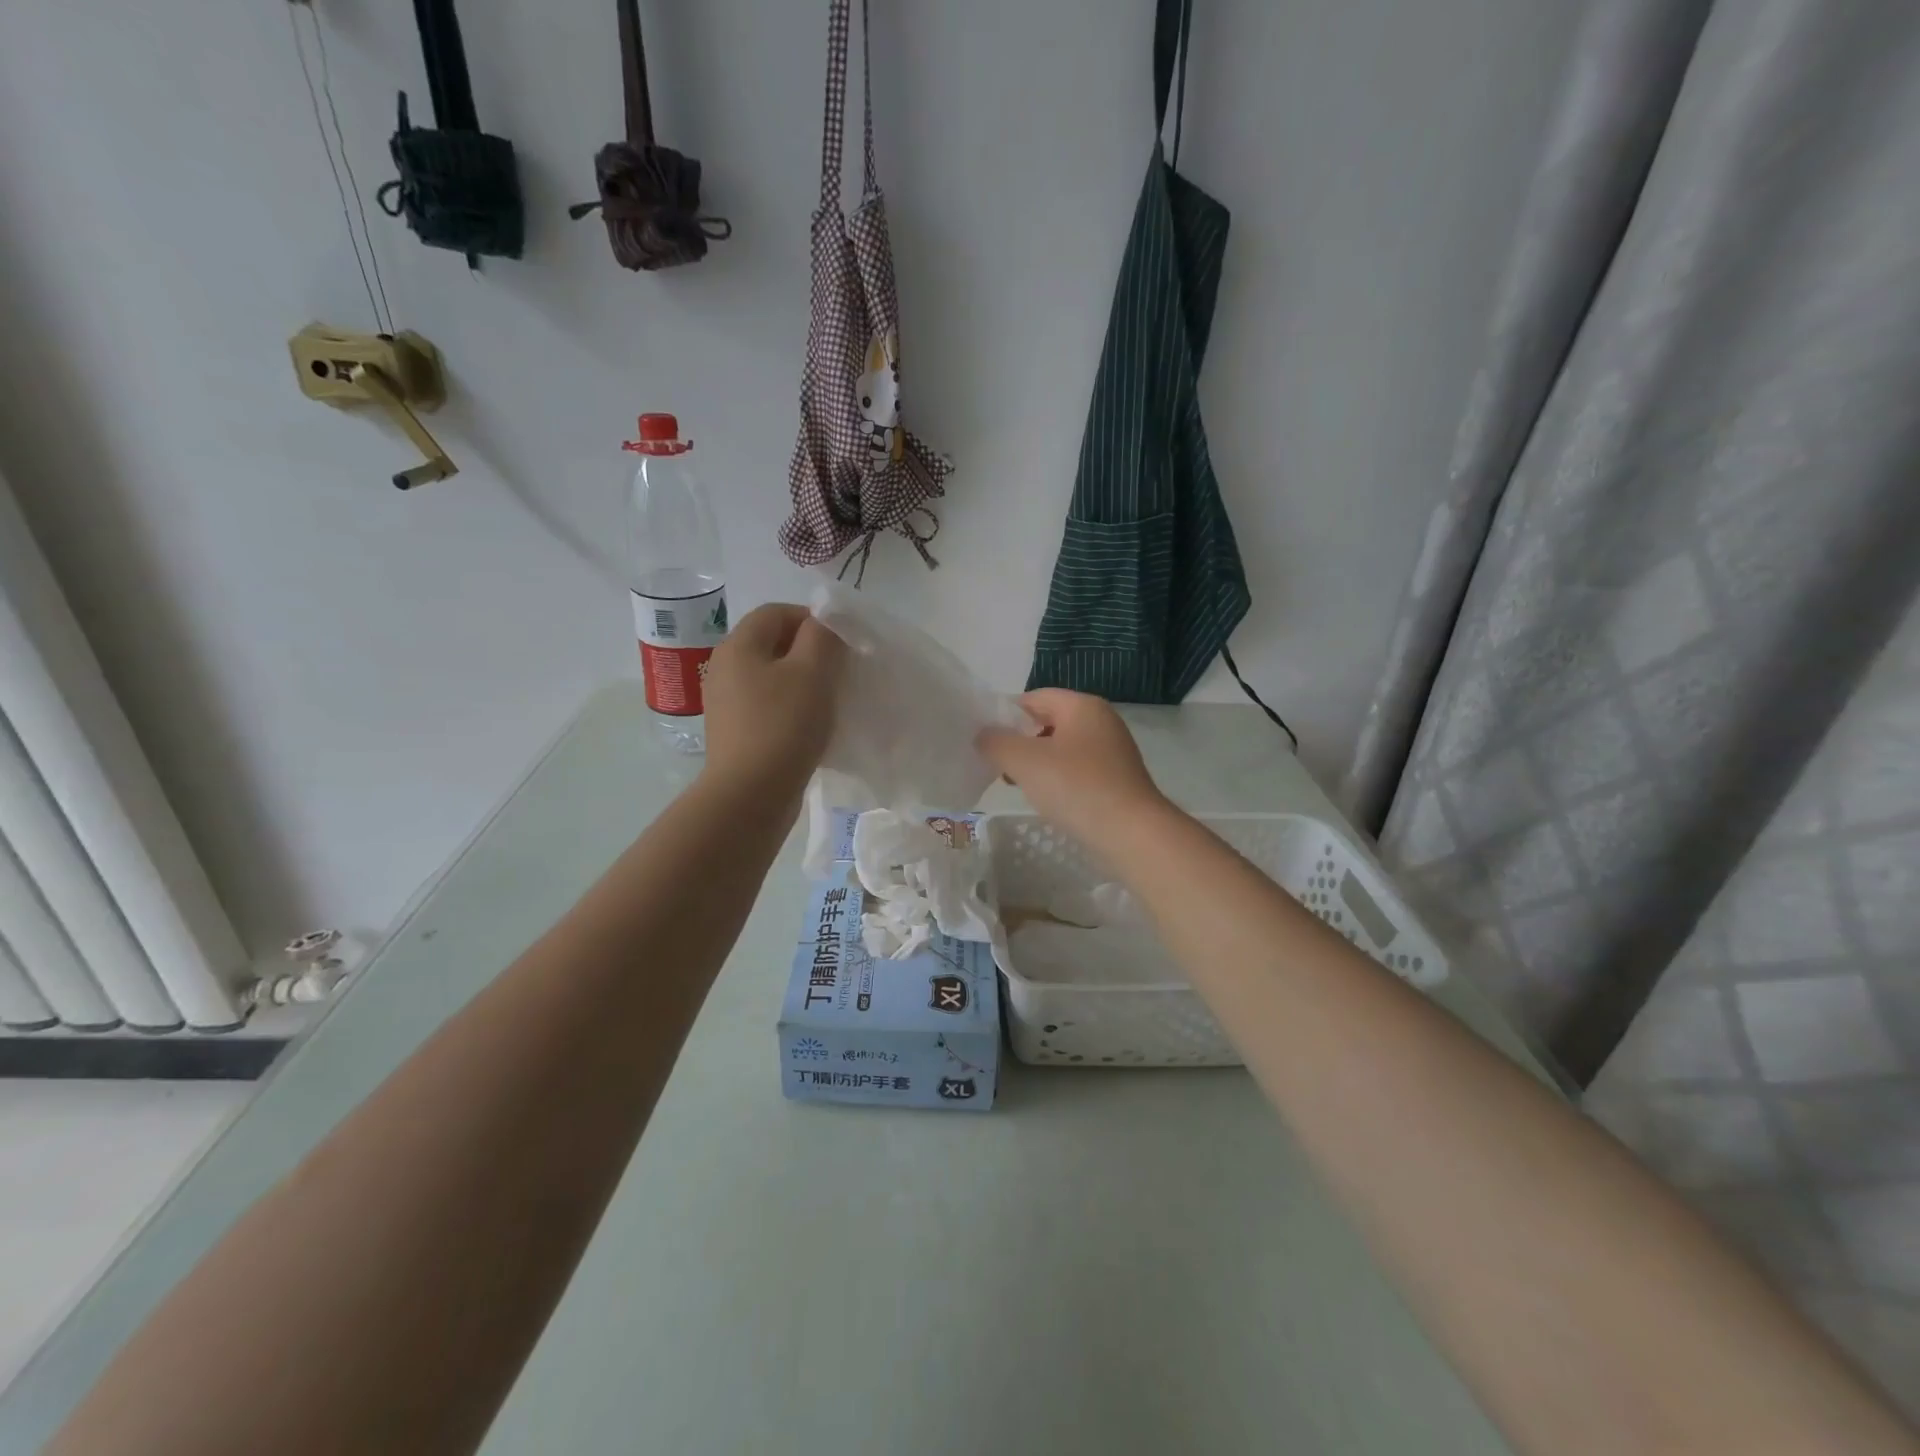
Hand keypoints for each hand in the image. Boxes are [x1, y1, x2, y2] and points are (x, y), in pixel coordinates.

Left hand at [701, 604, 844, 799]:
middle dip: (810, 652)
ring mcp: (726, 703)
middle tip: (840, 672)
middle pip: (772, 643)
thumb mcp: (813, 672)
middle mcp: (725, 668)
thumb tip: (825, 622)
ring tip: (830, 701)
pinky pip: (768, 706)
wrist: (749, 796)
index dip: (812, 619)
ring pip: (772, 677)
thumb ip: (823, 637)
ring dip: (803, 682)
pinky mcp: (735, 733)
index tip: (842, 644)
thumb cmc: (783, 726)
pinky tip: (811, 728)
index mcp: (738, 646)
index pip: (776, 612)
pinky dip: (791, 708)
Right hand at [977, 689, 1168, 846]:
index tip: (985, 740)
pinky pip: (1077, 770)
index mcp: (1082, 706)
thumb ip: (996, 742)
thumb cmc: (1076, 787)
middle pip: (1048, 721)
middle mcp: (1101, 721)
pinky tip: (1047, 799)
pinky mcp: (1117, 779)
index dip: (1005, 715)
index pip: (1035, 697)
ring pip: (1062, 748)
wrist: (1132, 834)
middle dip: (1020, 741)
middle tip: (997, 765)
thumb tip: (983, 735)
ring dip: (1037, 763)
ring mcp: (1113, 751)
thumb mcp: (1025, 761)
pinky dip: (1057, 779)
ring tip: (1017, 784)